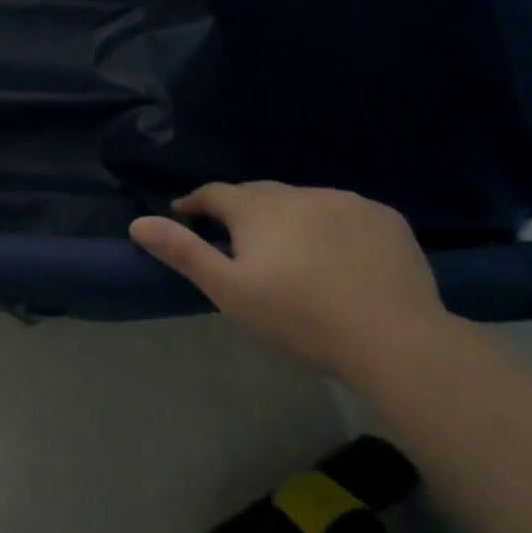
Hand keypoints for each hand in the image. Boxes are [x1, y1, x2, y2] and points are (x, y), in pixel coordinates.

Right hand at [129, 182, 450, 368]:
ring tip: (286, 246)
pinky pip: (343, 210)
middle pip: (259, 192)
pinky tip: (335, 252)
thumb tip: (138, 223)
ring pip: (302, 200)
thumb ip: (183, 252)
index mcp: (258, 210)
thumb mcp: (228, 291)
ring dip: (285, 215)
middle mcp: (300, 194)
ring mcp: (347, 202)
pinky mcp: (385, 219)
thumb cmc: (297, 318)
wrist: (393, 339)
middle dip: (239, 208)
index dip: (194, 203)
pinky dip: (328, 223)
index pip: (215, 193)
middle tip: (232, 236)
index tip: (184, 215)